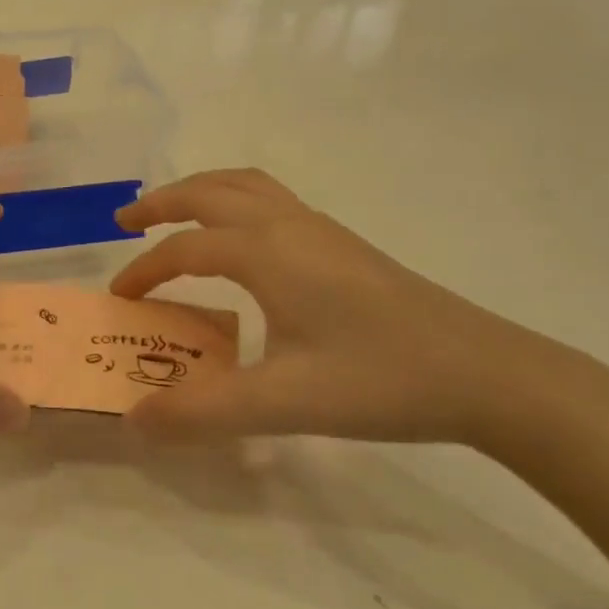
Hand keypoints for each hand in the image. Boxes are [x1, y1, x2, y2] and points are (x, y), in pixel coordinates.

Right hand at [111, 169, 581, 446]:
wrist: (488, 374)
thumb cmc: (381, 380)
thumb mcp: (284, 403)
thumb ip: (203, 412)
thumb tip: (134, 420)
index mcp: (268, 251)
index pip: (185, 249)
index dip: (144, 271)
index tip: (120, 299)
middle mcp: (290, 226)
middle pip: (211, 191)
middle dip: (162, 201)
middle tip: (126, 221)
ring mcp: (322, 231)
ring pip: (247, 187)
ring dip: (201, 193)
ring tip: (174, 216)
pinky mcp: (345, 247)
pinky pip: (272, 202)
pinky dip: (235, 204)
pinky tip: (242, 245)